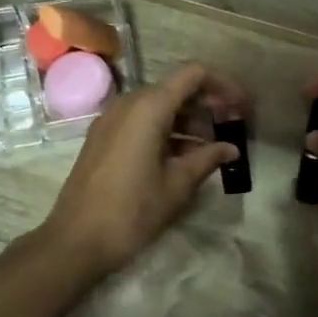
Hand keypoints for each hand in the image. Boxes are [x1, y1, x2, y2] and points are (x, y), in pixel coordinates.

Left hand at [38, 63, 245, 280]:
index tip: (242, 107)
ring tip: (213, 147)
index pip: (193, 75)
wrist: (75, 241)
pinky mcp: (103, 138)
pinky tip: (184, 156)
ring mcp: (112, 120)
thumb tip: (231, 149)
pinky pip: (141, 121)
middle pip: (176, 88)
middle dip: (207, 104)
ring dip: (188, 120)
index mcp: (148, 108)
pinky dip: (166, 130)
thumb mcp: (176, 186)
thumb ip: (207, 159)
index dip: (222, 85)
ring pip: (158, 106)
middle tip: (233, 127)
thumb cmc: (131, 211)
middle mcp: (128, 104)